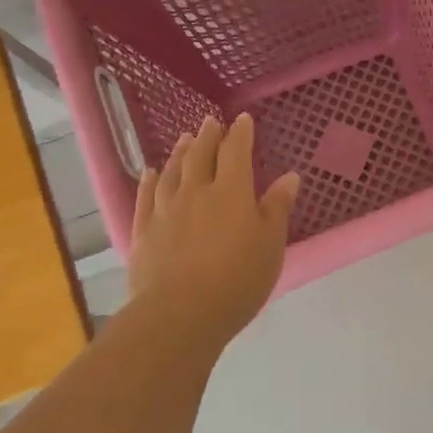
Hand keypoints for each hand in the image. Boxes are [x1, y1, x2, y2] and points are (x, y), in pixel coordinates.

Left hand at [129, 114, 299, 345]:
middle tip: (210, 122)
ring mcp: (165, 210)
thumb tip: (290, 176)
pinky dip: (149, 180)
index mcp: (232, 192)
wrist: (181, 313)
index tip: (242, 119)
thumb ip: (277, 208)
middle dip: (207, 136)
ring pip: (172, 172)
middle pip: (200, 156)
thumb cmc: (238, 279)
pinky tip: (150, 172)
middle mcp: (196, 192)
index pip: (236, 152)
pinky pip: (145, 196)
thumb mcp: (271, 244)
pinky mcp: (143, 231)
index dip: (240, 134)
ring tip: (183, 139)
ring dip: (179, 152)